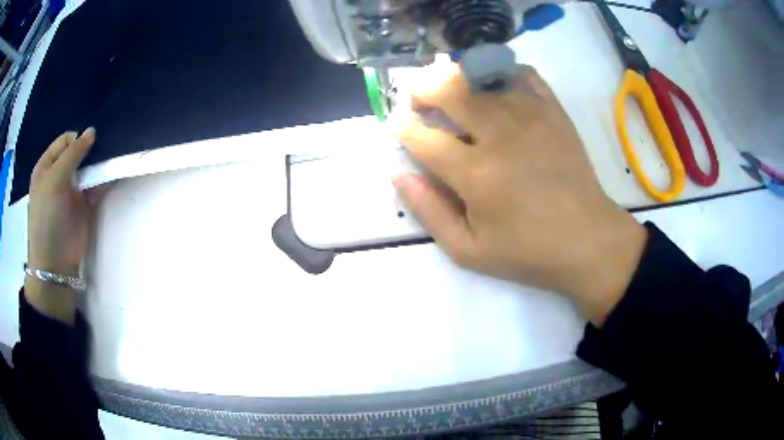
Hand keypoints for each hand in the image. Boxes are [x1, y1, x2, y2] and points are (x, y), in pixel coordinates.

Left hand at [25, 128, 105, 322]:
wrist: (55, 265)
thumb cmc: (47, 219)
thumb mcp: (54, 181)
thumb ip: (72, 154)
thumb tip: (92, 131)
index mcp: (47, 167)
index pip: (65, 141)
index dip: (77, 139)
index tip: (89, 145)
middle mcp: (59, 176)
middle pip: (78, 153)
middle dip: (91, 150)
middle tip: (105, 149)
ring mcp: (72, 191)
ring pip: (89, 169)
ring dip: (99, 165)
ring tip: (111, 161)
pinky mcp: (85, 206)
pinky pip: (96, 187)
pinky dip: (104, 181)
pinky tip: (112, 177)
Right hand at [393, 66, 646, 326]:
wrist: (588, 241)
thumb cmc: (528, 251)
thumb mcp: (469, 250)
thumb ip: (429, 211)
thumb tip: (398, 175)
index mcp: (476, 174)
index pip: (423, 136)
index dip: (402, 128)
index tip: (398, 127)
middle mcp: (500, 135)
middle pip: (448, 89)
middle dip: (422, 90)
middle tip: (420, 102)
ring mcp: (531, 116)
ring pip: (481, 75)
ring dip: (456, 76)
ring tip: (451, 90)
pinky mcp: (554, 111)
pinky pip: (522, 73)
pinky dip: (502, 72)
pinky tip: (496, 87)